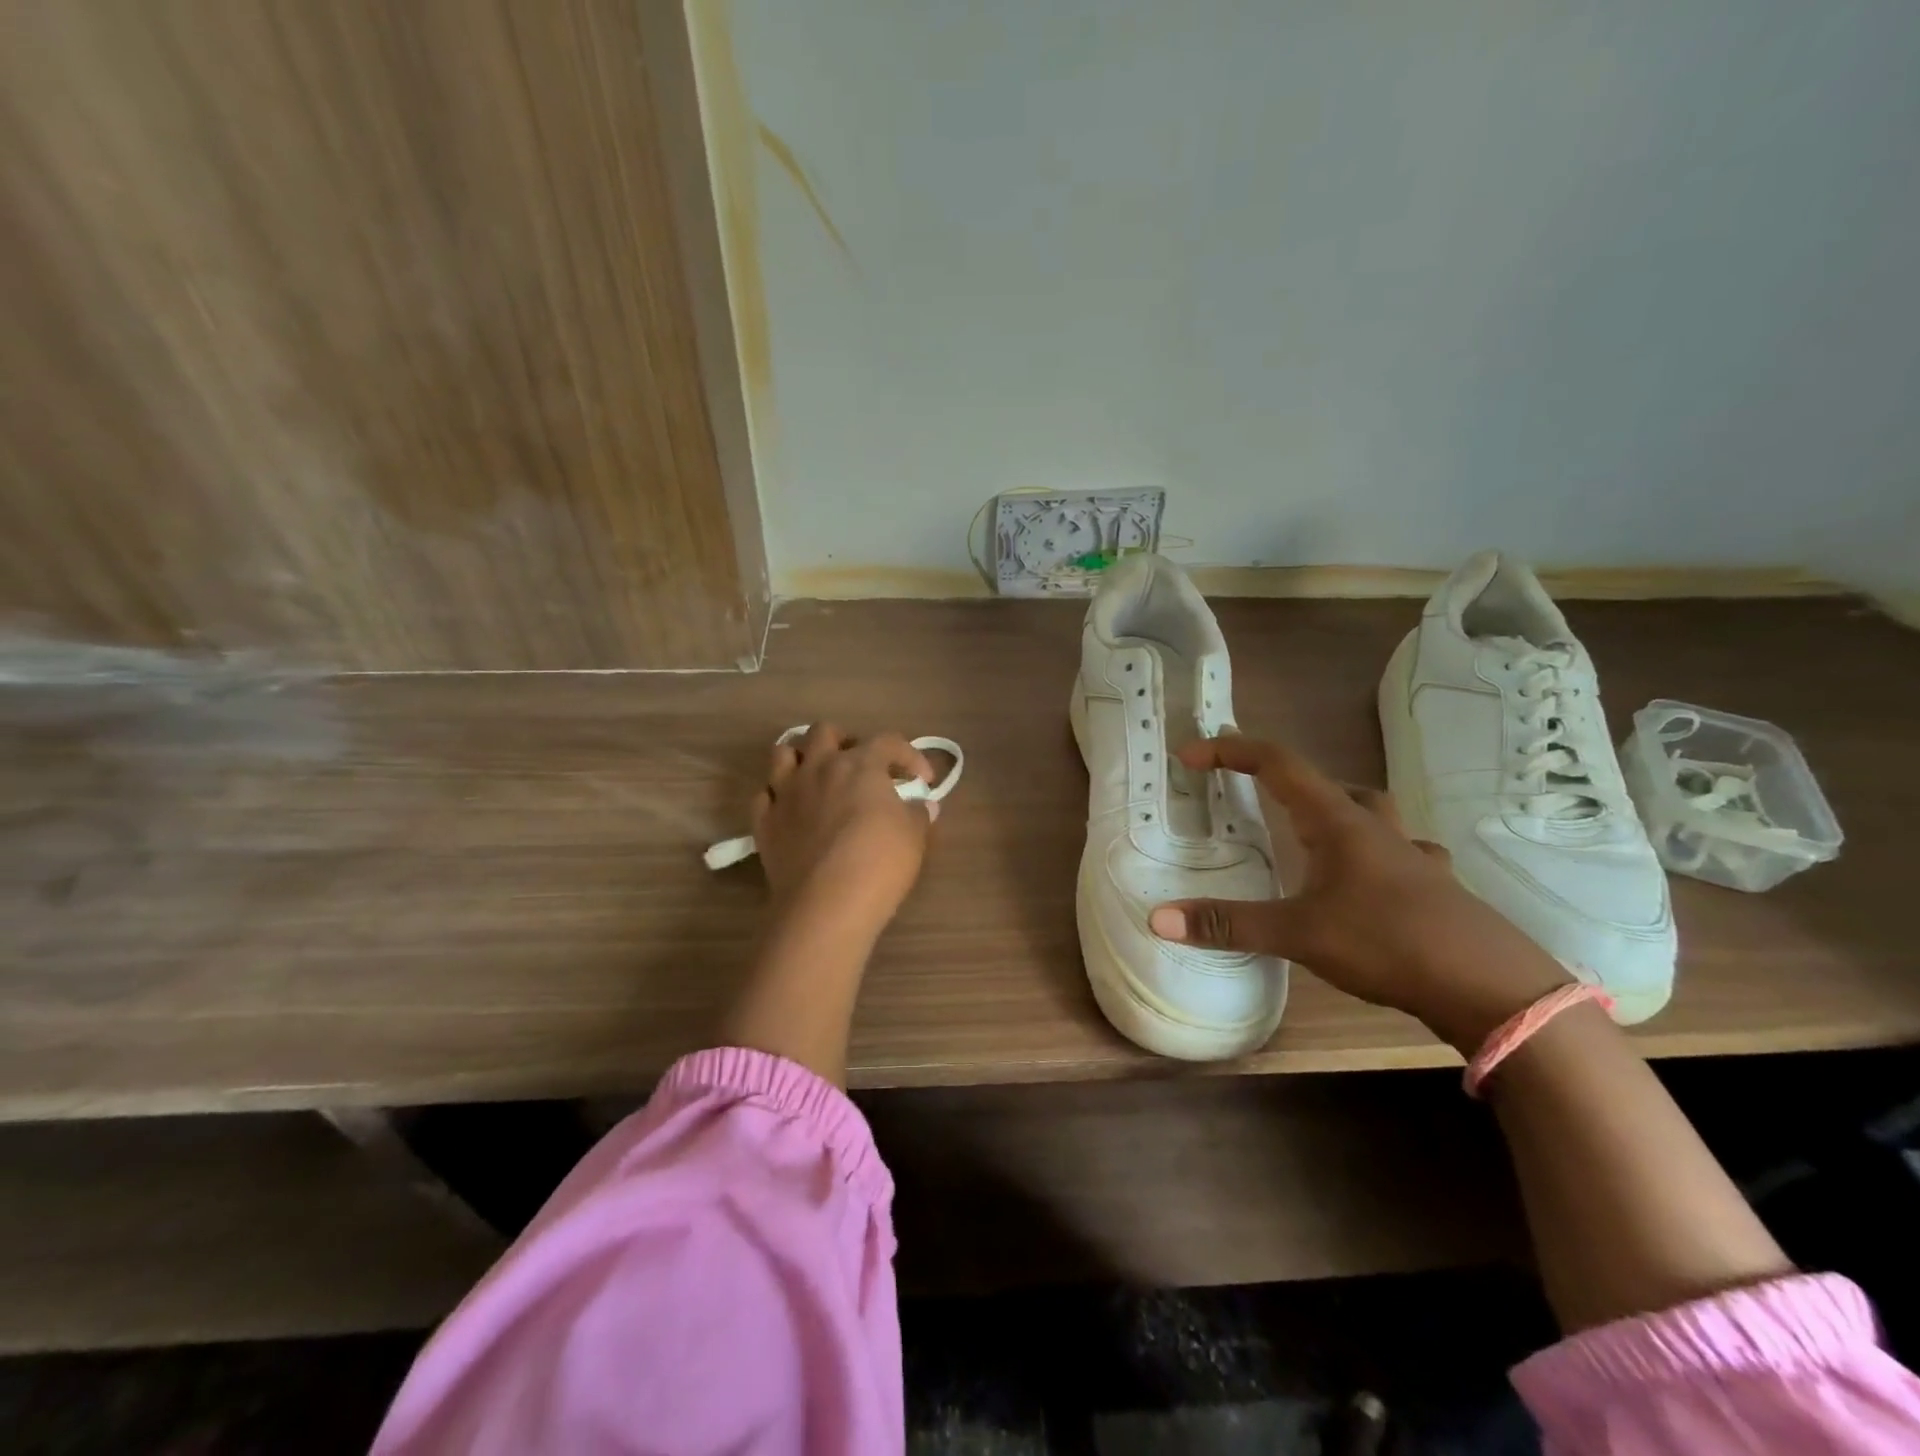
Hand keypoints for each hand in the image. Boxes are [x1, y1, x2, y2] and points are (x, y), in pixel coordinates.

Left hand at [752, 722, 937, 939]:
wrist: (825, 905)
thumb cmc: (878, 863)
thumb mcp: (913, 838)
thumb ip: (918, 814)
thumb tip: (922, 805)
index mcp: (859, 764)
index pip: (888, 741)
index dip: (909, 755)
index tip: (923, 781)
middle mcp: (818, 768)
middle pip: (824, 732)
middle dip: (845, 741)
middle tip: (860, 766)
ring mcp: (786, 793)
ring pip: (783, 753)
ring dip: (803, 758)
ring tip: (819, 778)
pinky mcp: (764, 822)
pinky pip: (765, 795)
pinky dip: (778, 797)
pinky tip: (793, 811)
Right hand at [1147, 734, 1569, 1052]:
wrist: (1493, 988)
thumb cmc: (1389, 942)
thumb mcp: (1299, 934)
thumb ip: (1229, 923)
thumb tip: (1158, 918)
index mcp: (1338, 822)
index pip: (1278, 763)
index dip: (1232, 751)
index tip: (1192, 755)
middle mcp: (1376, 828)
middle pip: (1326, 782)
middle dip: (1283, 780)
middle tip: (1251, 796)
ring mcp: (1412, 856)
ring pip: (1367, 813)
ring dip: (1332, 811)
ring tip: (1307, 834)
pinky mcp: (1435, 887)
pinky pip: (1399, 852)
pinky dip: (1376, 853)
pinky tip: (1371, 880)